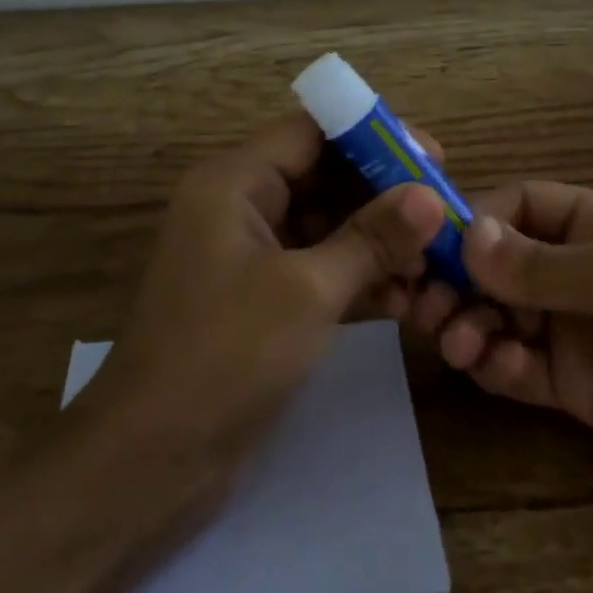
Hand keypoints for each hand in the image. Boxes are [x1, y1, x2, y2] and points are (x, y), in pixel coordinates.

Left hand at [83, 114, 447, 476]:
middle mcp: (237, 206)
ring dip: (375, 243)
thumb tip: (431, 196)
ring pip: (323, 226)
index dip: (374, 138)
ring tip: (431, 268)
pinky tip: (400, 303)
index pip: (312, 132)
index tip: (434, 160)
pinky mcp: (257, 300)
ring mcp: (245, 256)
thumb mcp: (307, 290)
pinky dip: (354, 278)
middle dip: (382, 196)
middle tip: (443, 218)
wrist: (150, 460)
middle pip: (321, 176)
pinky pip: (314, 268)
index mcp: (233, 182)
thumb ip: (371, 239)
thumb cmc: (225, 355)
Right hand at [404, 181, 592, 528]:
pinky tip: (496, 370)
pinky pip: (519, 367)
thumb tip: (467, 239)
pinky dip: (497, 365)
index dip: (474, 224)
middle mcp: (582, 271)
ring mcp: (578, 331)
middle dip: (461, 282)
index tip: (433, 252)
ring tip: (460, 345)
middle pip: (500, 265)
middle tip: (425, 308)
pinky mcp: (577, 389)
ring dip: (471, 324)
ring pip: (501, 316)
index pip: (519, 207)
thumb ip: (543, 264)